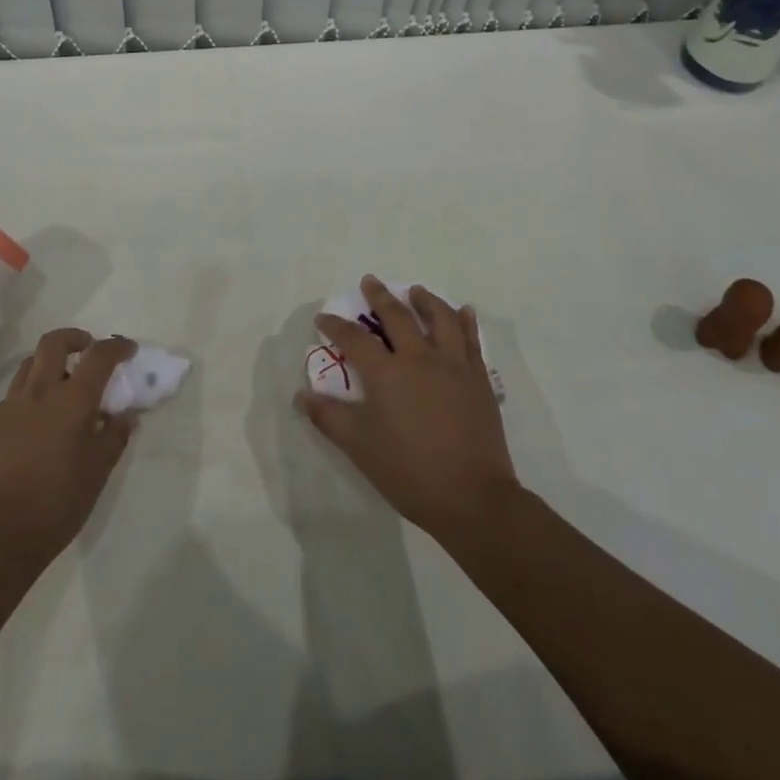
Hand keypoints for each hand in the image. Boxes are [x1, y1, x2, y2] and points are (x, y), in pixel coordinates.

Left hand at [0, 329, 136, 559]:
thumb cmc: (58, 501)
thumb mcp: (98, 471)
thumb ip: (115, 436)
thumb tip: (125, 416)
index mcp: (72, 399)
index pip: (99, 356)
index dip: (116, 347)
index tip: (128, 350)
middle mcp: (40, 391)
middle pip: (54, 342)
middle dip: (75, 338)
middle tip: (88, 351)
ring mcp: (11, 406)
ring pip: (30, 363)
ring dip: (49, 362)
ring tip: (62, 384)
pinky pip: (15, 393)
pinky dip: (32, 392)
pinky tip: (38, 421)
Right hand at [295, 276, 519, 546]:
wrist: (473, 498)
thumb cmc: (410, 472)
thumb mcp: (359, 447)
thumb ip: (329, 417)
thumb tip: (301, 395)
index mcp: (387, 373)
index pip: (354, 339)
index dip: (335, 326)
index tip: (323, 317)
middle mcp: (419, 358)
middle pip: (398, 317)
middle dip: (380, 296)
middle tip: (370, 281)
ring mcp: (453, 366)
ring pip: (440, 319)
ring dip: (425, 300)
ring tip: (416, 291)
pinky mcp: (478, 379)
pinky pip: (472, 340)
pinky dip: (466, 322)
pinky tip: (464, 312)